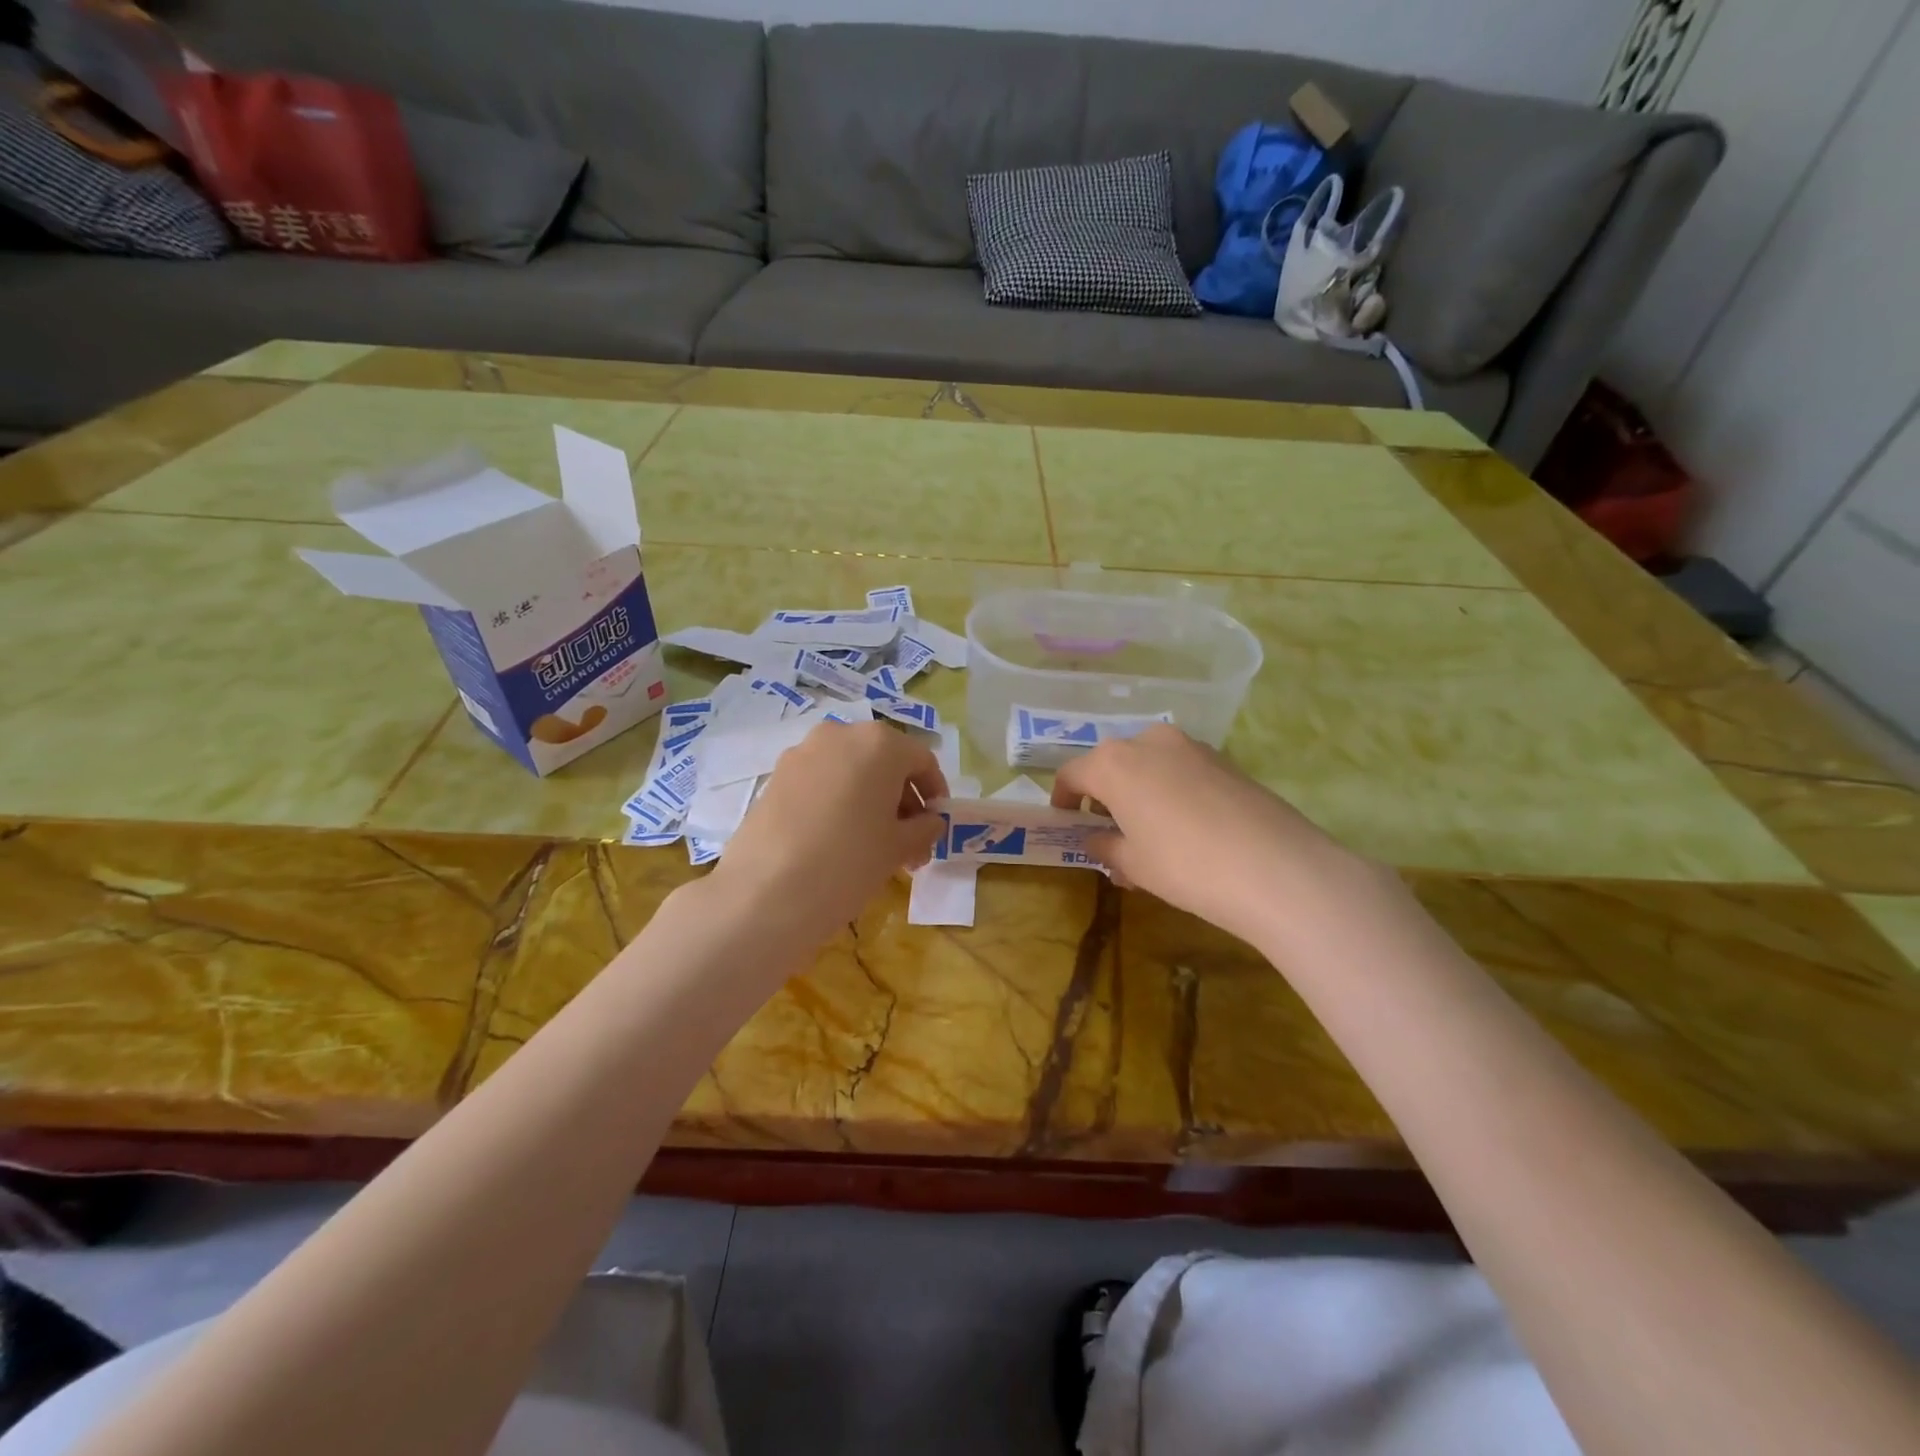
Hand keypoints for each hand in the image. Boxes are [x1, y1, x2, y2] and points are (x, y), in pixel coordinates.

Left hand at [711, 720, 946, 946]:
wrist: (764, 893)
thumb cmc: (848, 862)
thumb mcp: (899, 847)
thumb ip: (924, 828)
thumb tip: (929, 822)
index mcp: (879, 743)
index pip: (921, 760)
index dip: (935, 792)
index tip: (936, 825)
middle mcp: (840, 734)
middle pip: (884, 762)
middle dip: (901, 800)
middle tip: (908, 845)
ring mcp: (802, 753)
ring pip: (851, 771)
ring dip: (870, 801)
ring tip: (873, 847)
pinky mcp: (775, 777)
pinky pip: (821, 782)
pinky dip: (838, 802)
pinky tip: (837, 841)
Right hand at [1051, 725, 1370, 946]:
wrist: (1276, 868)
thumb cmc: (1185, 865)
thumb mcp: (1134, 864)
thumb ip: (1106, 846)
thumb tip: (1096, 838)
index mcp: (1114, 763)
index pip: (1072, 773)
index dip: (1062, 799)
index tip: (1065, 821)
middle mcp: (1148, 741)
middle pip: (1111, 764)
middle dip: (1104, 795)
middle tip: (1109, 833)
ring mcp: (1190, 746)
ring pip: (1148, 764)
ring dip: (1138, 792)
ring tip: (1148, 836)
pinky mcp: (1224, 758)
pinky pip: (1180, 769)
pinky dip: (1170, 790)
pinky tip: (1185, 829)